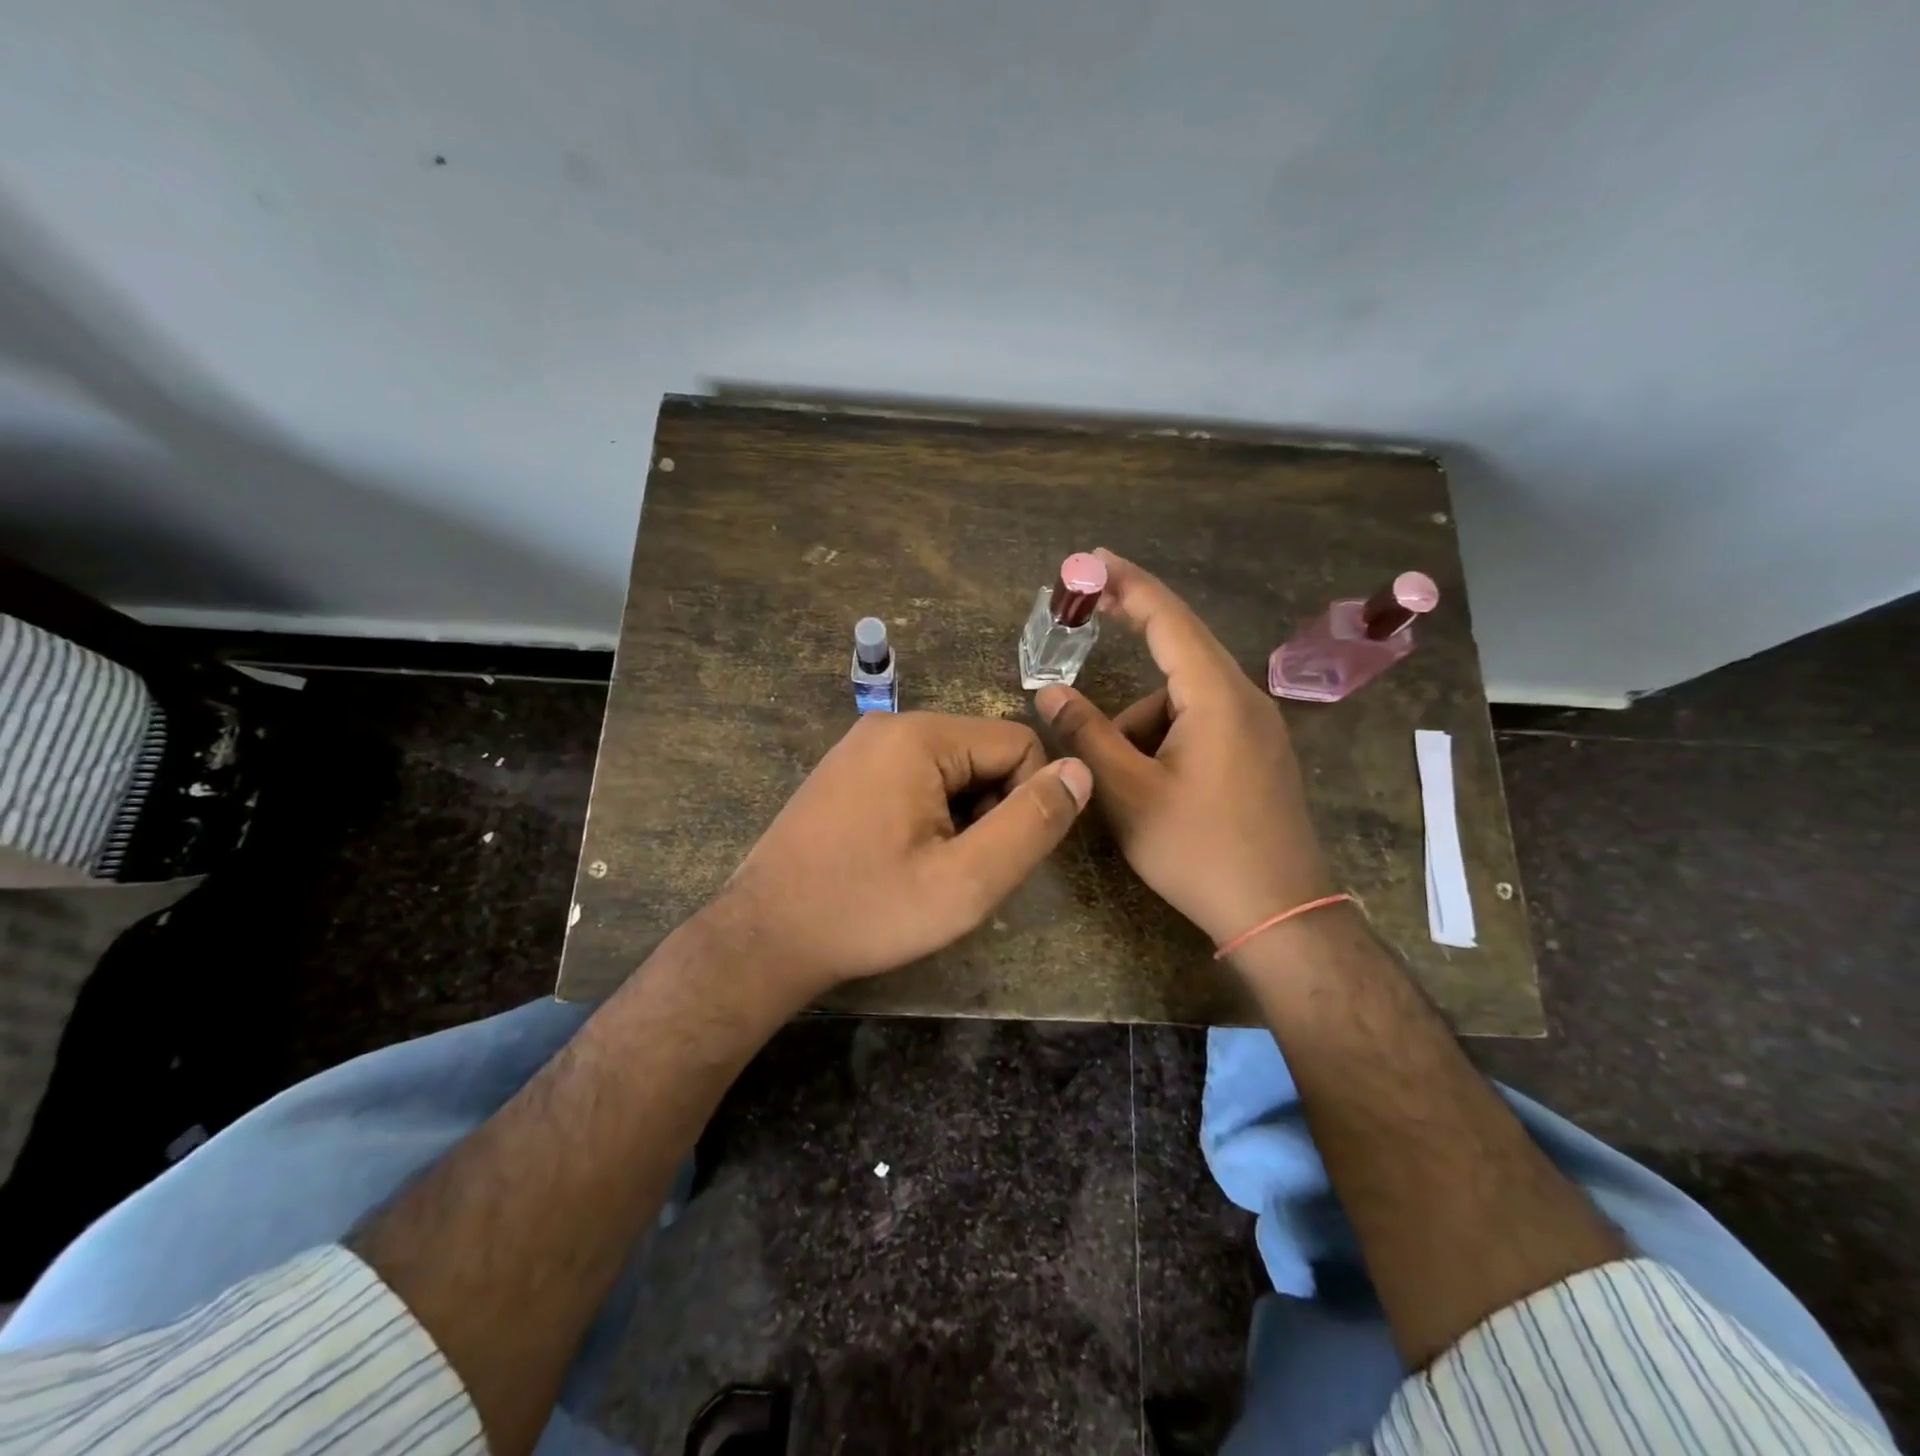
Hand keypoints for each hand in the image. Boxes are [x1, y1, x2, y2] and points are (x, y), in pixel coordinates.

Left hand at [704, 711, 1091, 996]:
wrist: (764, 937)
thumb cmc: (868, 911)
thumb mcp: (966, 882)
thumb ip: (1030, 824)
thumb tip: (1080, 770)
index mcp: (919, 737)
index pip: (1018, 744)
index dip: (1027, 801)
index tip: (995, 857)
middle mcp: (889, 725)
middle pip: (983, 753)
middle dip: (991, 809)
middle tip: (958, 869)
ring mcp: (861, 746)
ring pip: (952, 769)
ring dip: (961, 816)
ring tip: (928, 868)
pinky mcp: (846, 770)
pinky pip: (915, 777)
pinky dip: (928, 814)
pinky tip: (901, 857)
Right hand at [1034, 549, 1330, 946]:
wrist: (1280, 915)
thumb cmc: (1199, 850)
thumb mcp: (1128, 793)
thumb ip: (1086, 736)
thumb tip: (1049, 692)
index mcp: (1216, 696)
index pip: (1168, 619)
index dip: (1127, 584)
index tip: (1091, 560)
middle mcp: (1245, 698)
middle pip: (1178, 652)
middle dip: (1133, 633)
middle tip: (1088, 615)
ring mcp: (1258, 728)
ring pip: (1183, 700)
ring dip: (1142, 721)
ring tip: (1125, 780)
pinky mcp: (1259, 754)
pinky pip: (1202, 723)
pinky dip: (1166, 738)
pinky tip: (1154, 787)